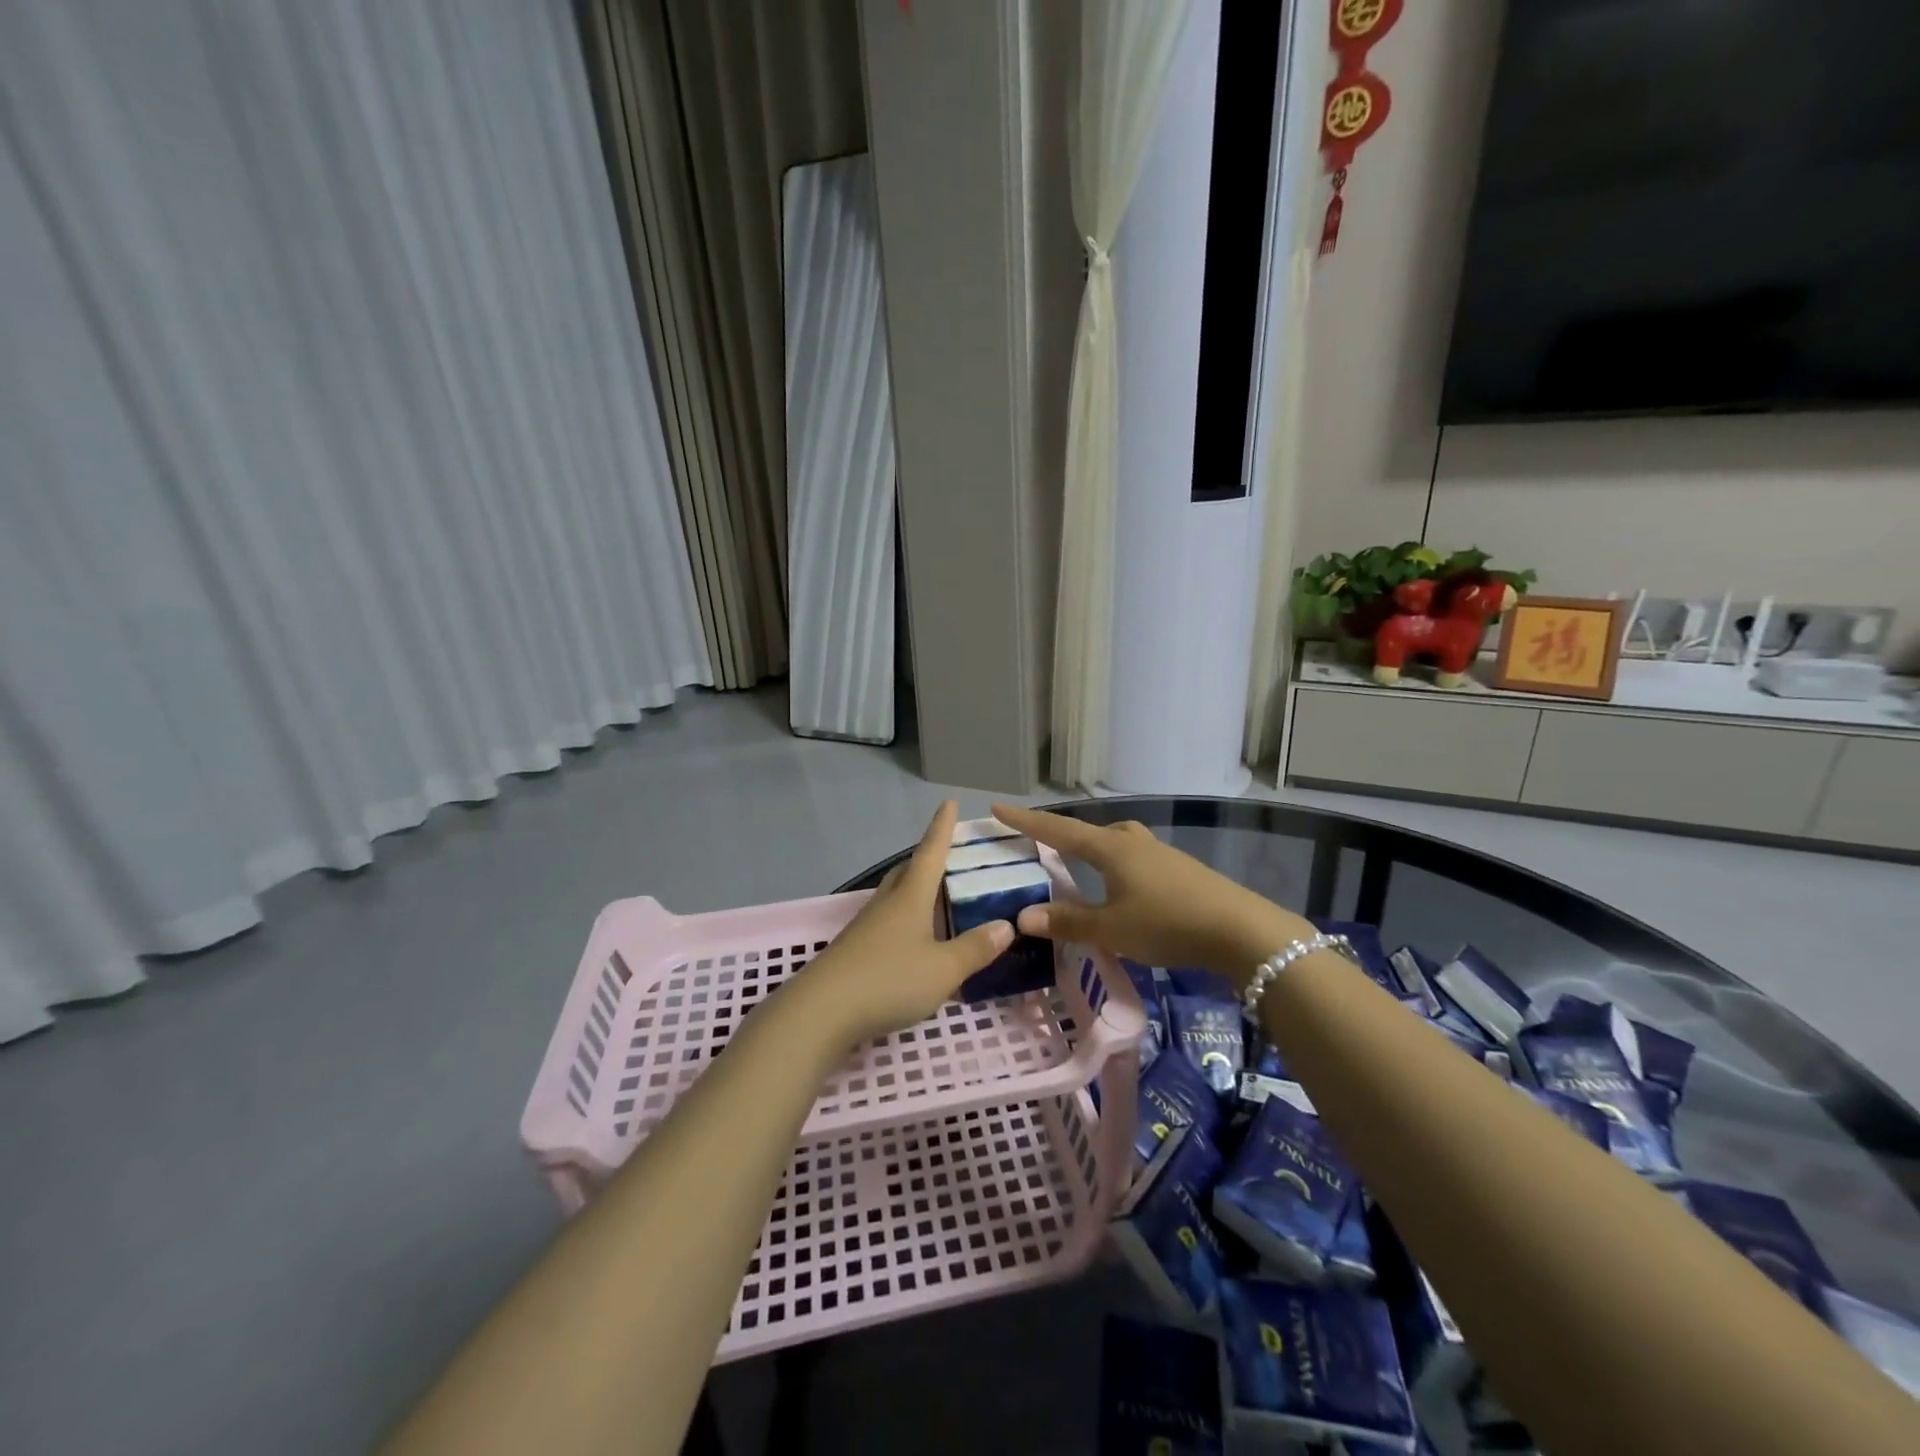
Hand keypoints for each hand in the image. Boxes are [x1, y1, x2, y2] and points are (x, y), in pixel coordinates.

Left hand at [790, 801, 1011, 1047]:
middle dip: (927, 860)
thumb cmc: (888, 979)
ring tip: (936, 899)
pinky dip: (906, 922)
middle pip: (907, 872)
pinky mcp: (855, 951)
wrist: (821, 1011)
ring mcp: (866, 927)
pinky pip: (887, 923)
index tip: (948, 803)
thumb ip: (974, 948)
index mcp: (910, 897)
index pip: (931, 852)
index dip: (942, 828)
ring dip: (915, 891)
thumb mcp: (943, 969)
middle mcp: (886, 903)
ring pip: (895, 897)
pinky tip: (914, 942)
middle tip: (949, 857)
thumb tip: (1005, 925)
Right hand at [990, 804, 1310, 986]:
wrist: (1240, 929)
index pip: (1058, 830)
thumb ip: (1067, 922)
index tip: (998, 808)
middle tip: (1041, 845)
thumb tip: (1022, 917)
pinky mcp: (1178, 869)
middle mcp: (1132, 842)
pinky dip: (1114, 866)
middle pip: (1089, 832)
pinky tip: (1120, 887)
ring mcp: (1159, 853)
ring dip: (1092, 851)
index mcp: (1110, 848)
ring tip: (1080, 867)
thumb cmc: (1167, 923)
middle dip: (1062, 836)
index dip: (1026, 822)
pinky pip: (1133, 859)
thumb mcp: (1111, 929)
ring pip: (1115, 844)